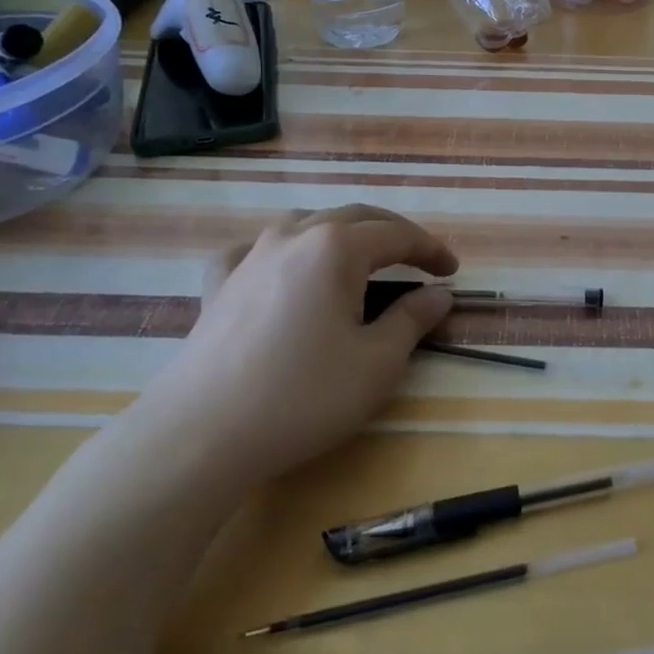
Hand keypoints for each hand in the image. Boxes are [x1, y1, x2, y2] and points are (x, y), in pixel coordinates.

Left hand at [133, 205, 458, 485]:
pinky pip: (255, 251)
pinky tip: (278, 268)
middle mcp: (294, 237)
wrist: (201, 435)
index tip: (452, 270)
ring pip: (305, 224)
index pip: (397, 234)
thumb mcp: (377, 362)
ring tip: (358, 258)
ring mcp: (250, 257)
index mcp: (337, 247)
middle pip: (354, 217)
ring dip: (340, 234)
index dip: (430, 249)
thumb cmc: (303, 396)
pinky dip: (280, 253)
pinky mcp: (218, 286)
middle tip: (418, 259)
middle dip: (392, 233)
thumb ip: (413, 319)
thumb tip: (438, 294)